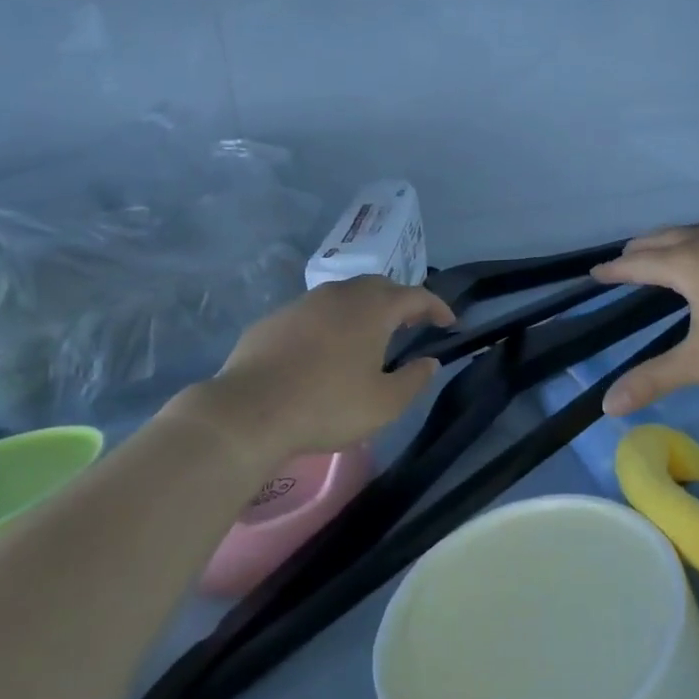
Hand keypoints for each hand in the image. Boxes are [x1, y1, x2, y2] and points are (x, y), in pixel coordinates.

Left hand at [177, 277, 453, 458]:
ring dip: (363, 308)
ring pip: (343, 295)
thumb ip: (414, 379)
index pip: (415, 295)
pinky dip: (331, 322)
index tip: (449, 322)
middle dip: (400, 300)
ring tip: (370, 333)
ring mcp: (302, 303)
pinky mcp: (274, 319)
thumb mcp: (384, 404)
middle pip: (378, 286)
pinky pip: (313, 312)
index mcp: (372, 309)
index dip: (436, 307)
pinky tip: (325, 348)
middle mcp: (339, 295)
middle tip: (412, 322)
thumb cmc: (327, 406)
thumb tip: (429, 361)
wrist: (249, 412)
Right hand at [592, 225, 698, 415]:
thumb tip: (607, 405)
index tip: (595, 272)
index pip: (637, 264)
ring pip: (694, 231)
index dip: (614, 270)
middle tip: (625, 258)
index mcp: (685, 264)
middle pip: (662, 238)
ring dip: (671, 240)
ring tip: (667, 252)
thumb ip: (655, 380)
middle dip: (639, 249)